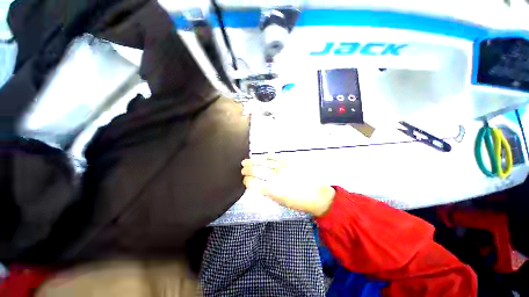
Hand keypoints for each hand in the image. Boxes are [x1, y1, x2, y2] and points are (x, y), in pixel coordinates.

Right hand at [241, 156, 335, 216]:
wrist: (319, 194)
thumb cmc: (299, 202)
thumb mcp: (281, 201)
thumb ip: (268, 192)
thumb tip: (259, 185)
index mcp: (273, 189)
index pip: (254, 183)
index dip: (247, 180)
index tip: (245, 180)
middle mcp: (276, 176)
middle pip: (257, 170)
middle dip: (247, 169)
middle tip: (242, 167)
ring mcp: (284, 166)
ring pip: (264, 161)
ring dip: (254, 161)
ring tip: (247, 160)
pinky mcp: (291, 160)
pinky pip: (276, 156)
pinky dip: (268, 156)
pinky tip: (265, 155)